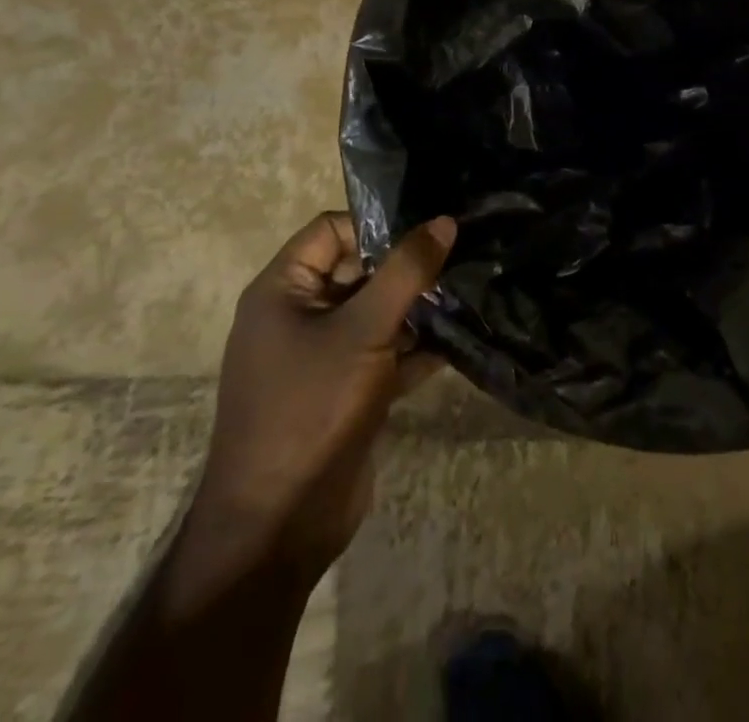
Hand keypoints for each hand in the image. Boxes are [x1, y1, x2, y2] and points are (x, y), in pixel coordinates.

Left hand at [163, 211, 455, 619]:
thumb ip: (406, 272)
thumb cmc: (310, 410)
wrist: (279, 528)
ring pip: (378, 312)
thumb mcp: (362, 330)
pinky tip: (460, 341)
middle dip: (408, 267)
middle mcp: (299, 316)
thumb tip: (444, 221)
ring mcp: (323, 356)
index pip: (332, 230)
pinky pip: (386, 352)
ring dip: (419, 307)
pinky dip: (417, 347)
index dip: (377, 226)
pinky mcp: (346, 390)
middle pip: (359, 269)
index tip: (428, 233)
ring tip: (469, 292)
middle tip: (461, 258)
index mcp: (283, 290)